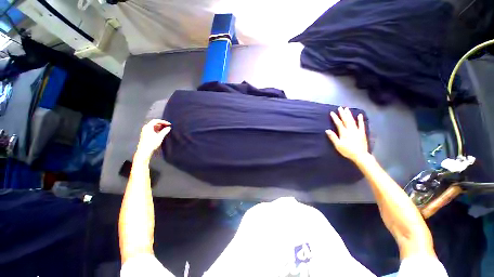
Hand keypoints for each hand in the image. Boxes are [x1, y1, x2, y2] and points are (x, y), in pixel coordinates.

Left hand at [136, 119, 170, 156]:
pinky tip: (162, 133)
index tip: (169, 124)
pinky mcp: (146, 135)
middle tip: (168, 126)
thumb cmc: (152, 143)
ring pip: (154, 127)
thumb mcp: (160, 136)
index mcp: (148, 127)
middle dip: (162, 124)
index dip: (163, 121)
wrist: (145, 151)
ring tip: (166, 129)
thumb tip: (169, 127)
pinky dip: (158, 130)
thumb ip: (165, 131)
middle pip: (154, 123)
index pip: (156, 121)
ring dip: (160, 127)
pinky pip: (153, 130)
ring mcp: (145, 131)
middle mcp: (146, 128)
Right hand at [326, 107, 368, 162]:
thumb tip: (327, 130)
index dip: (335, 118)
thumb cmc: (347, 151)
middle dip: (342, 114)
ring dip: (349, 114)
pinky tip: (360, 115)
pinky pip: (361, 125)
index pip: (339, 123)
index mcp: (344, 133)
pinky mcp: (362, 133)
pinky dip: (360, 119)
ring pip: (353, 121)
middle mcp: (351, 130)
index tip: (332, 112)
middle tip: (340, 108)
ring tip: (347, 109)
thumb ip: (333, 137)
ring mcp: (357, 130)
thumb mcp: (338, 145)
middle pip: (346, 120)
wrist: (360, 155)